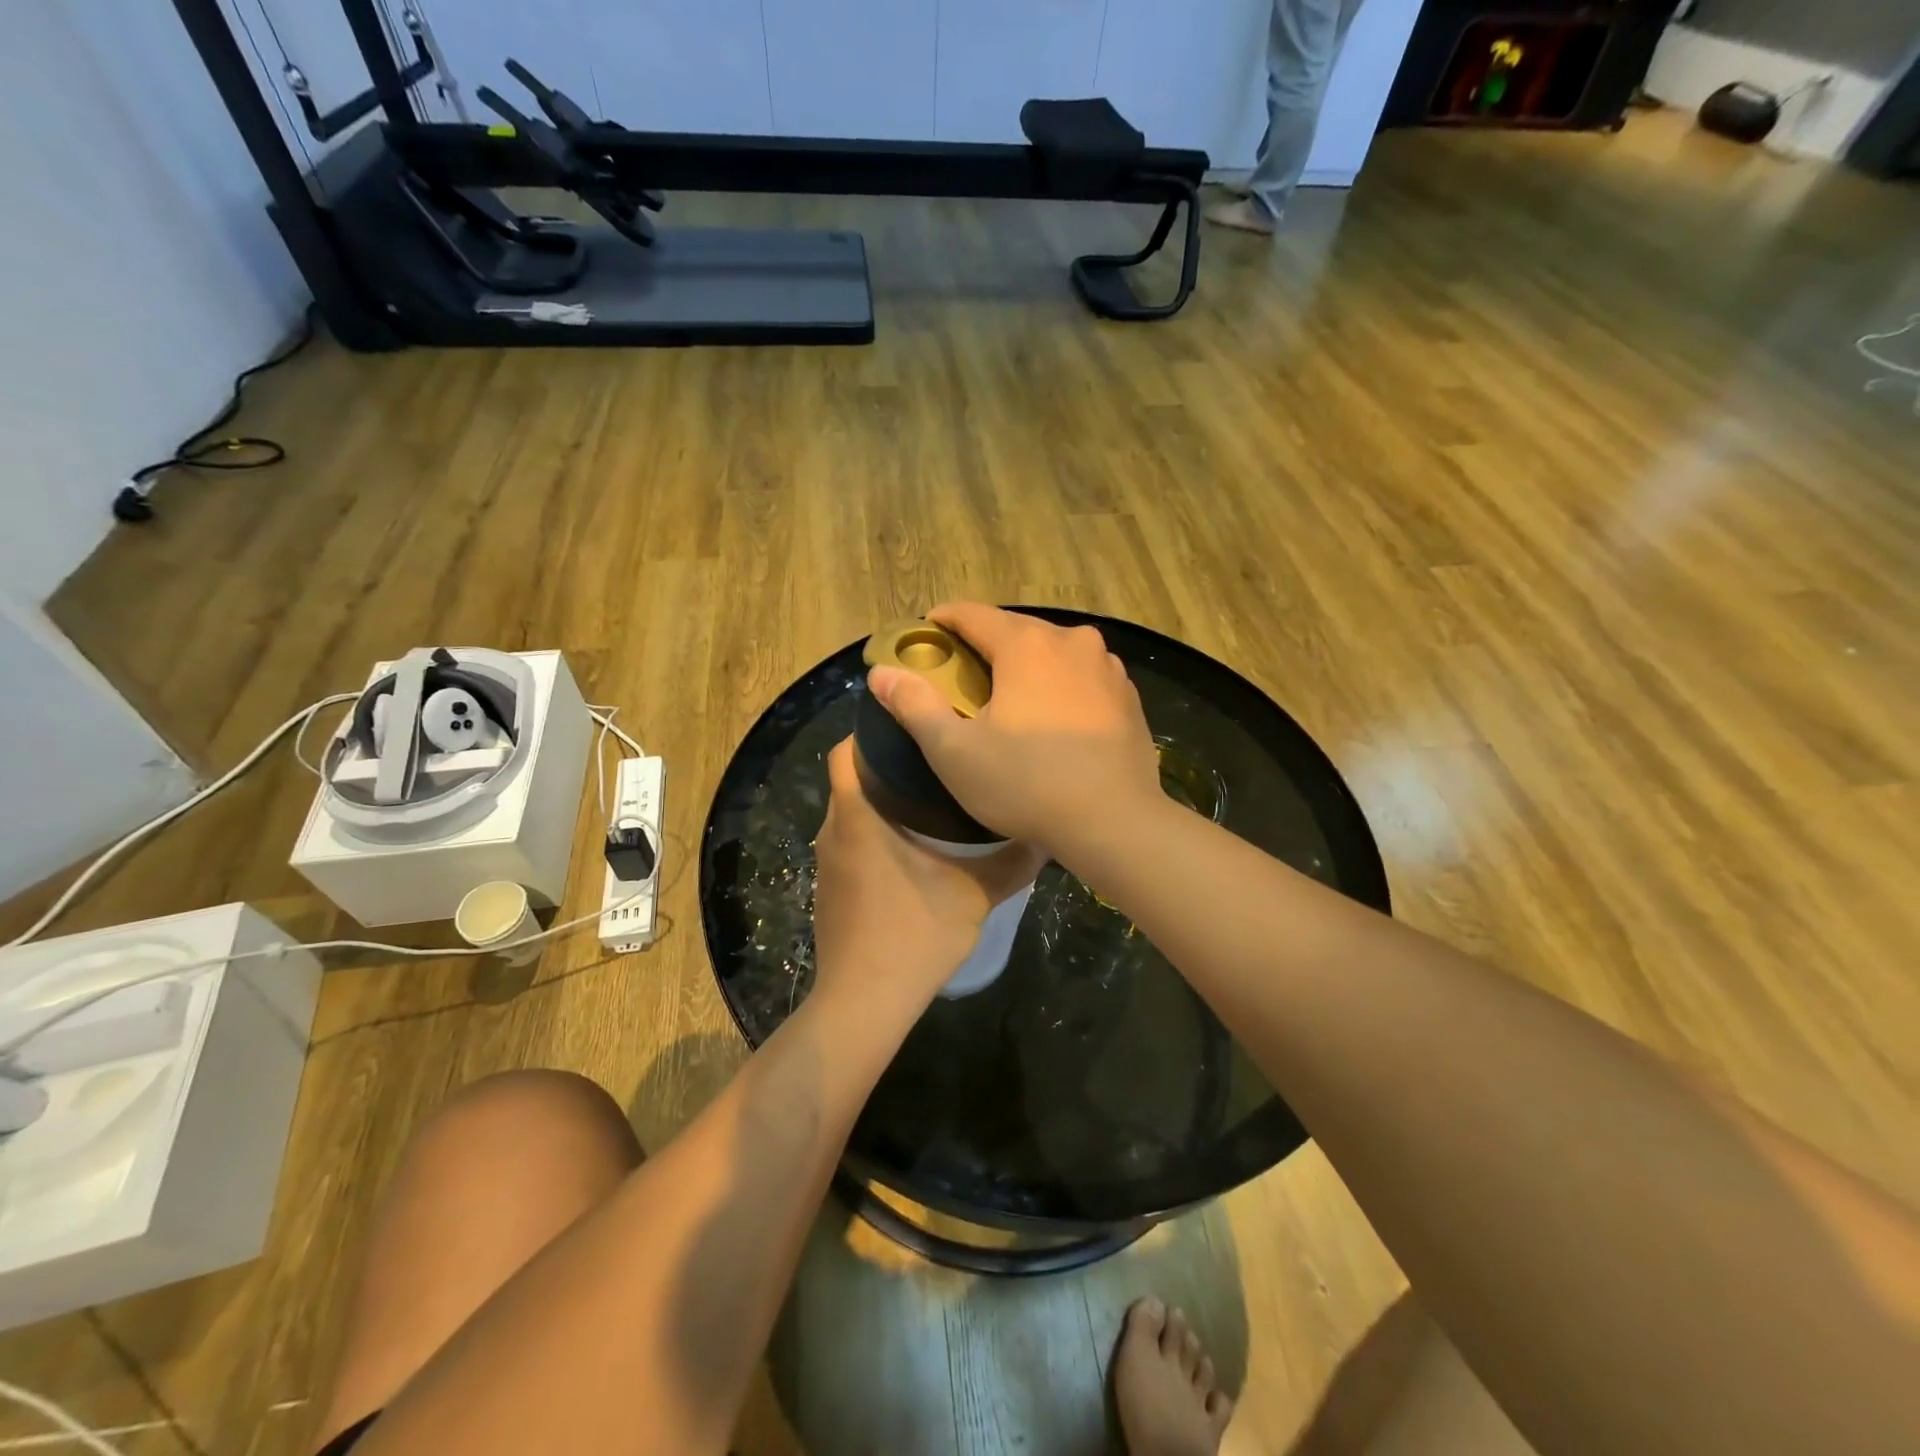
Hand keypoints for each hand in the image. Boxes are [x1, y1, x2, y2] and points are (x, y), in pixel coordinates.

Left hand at [811, 738, 1046, 1013]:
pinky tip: (911, 849)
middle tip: (936, 758)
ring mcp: (828, 862)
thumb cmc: (914, 936)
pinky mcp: (830, 888)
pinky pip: (849, 842)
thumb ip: (1011, 862)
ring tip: (930, 797)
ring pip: (850, 811)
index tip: (911, 726)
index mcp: (859, 817)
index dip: (871, 730)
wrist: (864, 1003)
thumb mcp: (974, 895)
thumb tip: (1045, 835)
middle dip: (886, 764)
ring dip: (881, 800)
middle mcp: (834, 830)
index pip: (846, 751)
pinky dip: (874, 832)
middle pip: (850, 778)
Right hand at [866, 603, 1161, 853]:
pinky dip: (1061, 686)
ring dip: (1027, 665)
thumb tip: (881, 672)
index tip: (926, 635)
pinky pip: (1083, 677)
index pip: (973, 614)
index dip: (943, 621)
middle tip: (962, 675)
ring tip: (1009, 697)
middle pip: (1015, 629)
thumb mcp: (954, 750)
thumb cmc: (1026, 783)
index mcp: (1026, 644)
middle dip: (985, 645)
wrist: (1115, 822)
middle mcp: (1071, 641)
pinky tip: (1054, 718)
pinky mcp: (1129, 696)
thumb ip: (914, 705)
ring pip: (1053, 652)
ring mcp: (1107, 667)